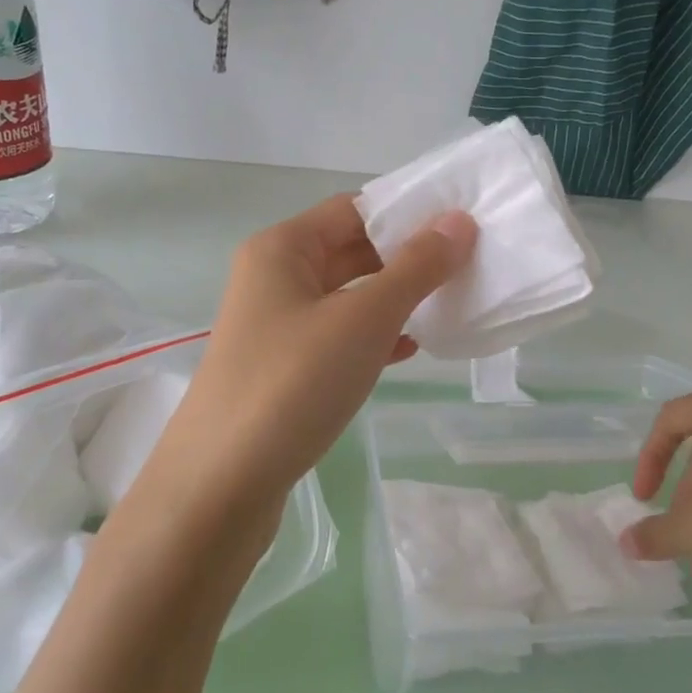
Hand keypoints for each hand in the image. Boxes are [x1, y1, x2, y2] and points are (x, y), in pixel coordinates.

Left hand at [143, 194, 476, 527]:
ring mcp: (275, 327)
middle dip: (406, 257)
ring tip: (451, 304)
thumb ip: (415, 268)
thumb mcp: (364, 319)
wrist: (222, 484)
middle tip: (469, 264)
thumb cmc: (293, 383)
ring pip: (347, 297)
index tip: (463, 225)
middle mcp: (273, 278)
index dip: (408, 212)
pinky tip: (411, 350)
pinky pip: (338, 338)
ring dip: (395, 299)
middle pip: (350, 250)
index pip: (354, 209)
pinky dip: (374, 337)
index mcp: (281, 248)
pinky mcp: (282, 369)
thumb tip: (459, 221)